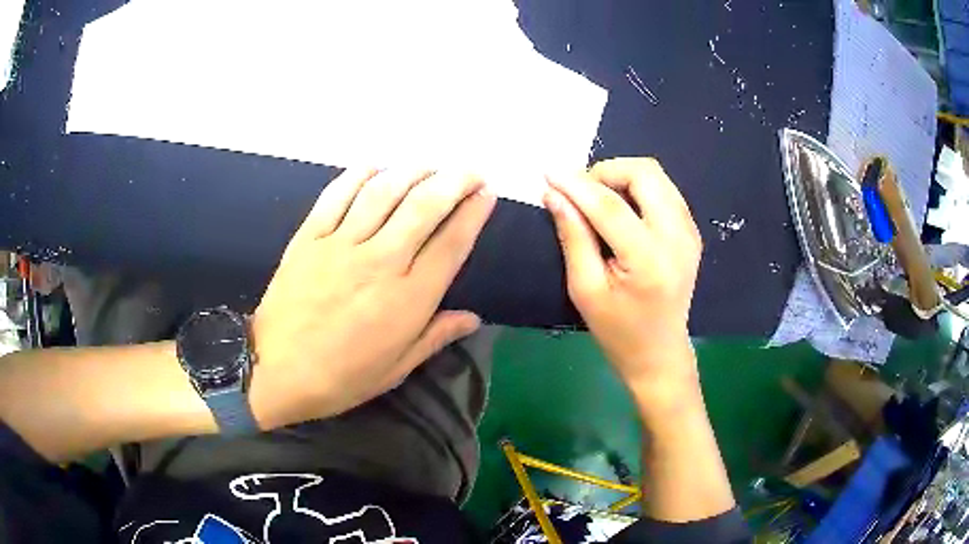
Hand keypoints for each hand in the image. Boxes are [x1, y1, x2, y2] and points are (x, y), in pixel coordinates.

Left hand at [250, 169, 495, 428]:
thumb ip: (435, 336)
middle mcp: (379, 262)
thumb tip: (473, 318)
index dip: (473, 213)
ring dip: (413, 172)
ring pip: (384, 193)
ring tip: (430, 166)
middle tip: (470, 171)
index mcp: (406, 299)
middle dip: (454, 181)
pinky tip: (376, 167)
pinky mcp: (309, 237)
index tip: (486, 194)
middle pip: (424, 207)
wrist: (275, 371)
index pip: (451, 243)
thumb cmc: (340, 378)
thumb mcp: (396, 369)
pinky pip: (336, 195)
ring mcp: (340, 244)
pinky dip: (359, 175)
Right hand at [544, 158, 701, 395]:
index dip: (576, 184)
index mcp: (648, 260)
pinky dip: (638, 188)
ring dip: (622, 176)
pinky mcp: (692, 230)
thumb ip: (573, 237)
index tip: (548, 173)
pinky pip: (664, 190)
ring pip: (656, 175)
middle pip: (644, 173)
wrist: (659, 352)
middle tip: (581, 192)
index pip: (610, 206)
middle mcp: (677, 237)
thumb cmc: (617, 330)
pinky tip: (621, 209)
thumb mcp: (585, 289)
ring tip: (597, 199)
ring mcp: (689, 231)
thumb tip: (554, 194)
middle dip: (606, 171)